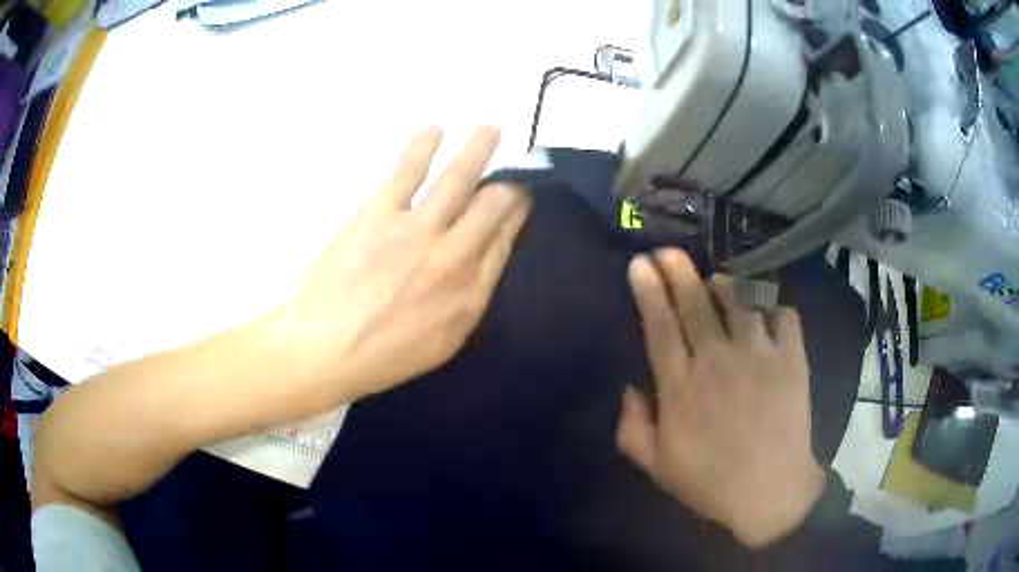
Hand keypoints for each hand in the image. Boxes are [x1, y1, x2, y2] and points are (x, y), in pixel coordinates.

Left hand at [272, 126, 530, 410]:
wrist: (326, 348)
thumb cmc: (384, 356)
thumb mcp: (443, 343)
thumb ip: (469, 299)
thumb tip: (483, 262)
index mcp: (470, 292)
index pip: (503, 241)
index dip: (516, 215)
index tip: (521, 200)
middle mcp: (453, 255)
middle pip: (491, 206)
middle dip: (507, 183)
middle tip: (510, 170)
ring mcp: (416, 230)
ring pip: (458, 179)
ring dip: (478, 150)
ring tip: (491, 129)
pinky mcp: (379, 213)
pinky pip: (408, 171)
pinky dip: (424, 146)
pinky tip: (435, 129)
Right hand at [617, 249, 824, 548]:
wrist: (771, 493)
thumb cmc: (710, 482)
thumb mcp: (656, 466)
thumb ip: (632, 427)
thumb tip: (631, 387)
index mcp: (681, 387)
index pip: (660, 326)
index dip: (648, 291)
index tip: (639, 264)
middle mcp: (718, 360)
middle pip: (695, 302)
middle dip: (677, 270)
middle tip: (667, 251)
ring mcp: (758, 355)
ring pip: (739, 300)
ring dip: (725, 287)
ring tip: (718, 284)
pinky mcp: (791, 358)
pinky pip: (784, 315)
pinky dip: (775, 311)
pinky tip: (769, 319)